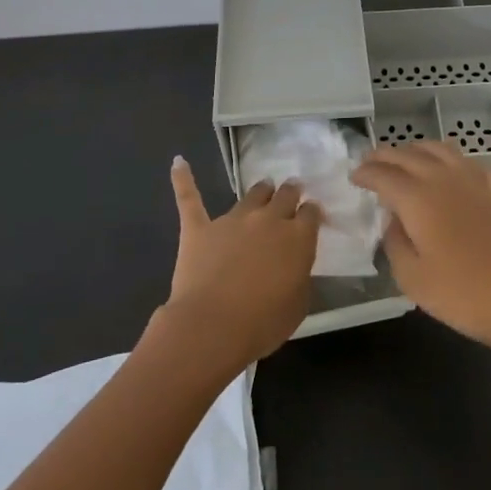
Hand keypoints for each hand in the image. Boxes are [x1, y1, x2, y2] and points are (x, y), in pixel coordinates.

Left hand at [161, 158, 319, 371]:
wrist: (212, 326)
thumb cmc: (262, 323)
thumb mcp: (298, 304)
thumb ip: (299, 276)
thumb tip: (293, 265)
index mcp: (297, 238)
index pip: (310, 214)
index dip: (311, 213)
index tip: (312, 215)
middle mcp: (268, 220)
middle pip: (284, 196)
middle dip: (290, 192)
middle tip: (292, 190)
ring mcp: (232, 220)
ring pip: (252, 194)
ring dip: (261, 190)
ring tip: (264, 187)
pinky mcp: (200, 228)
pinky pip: (190, 198)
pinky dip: (183, 179)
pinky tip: (179, 163)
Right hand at [352, 141, 490, 358]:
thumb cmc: (462, 295)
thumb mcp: (411, 278)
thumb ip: (394, 242)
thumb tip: (394, 220)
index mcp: (418, 198)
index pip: (383, 174)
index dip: (365, 173)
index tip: (353, 177)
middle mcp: (444, 178)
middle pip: (408, 154)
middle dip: (385, 156)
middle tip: (371, 162)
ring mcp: (475, 180)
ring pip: (440, 149)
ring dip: (416, 150)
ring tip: (406, 159)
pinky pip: (469, 163)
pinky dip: (451, 161)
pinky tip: (451, 173)